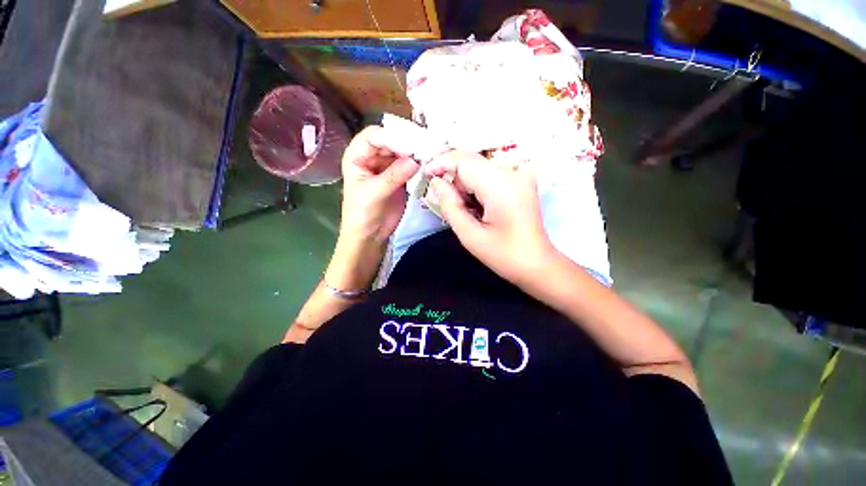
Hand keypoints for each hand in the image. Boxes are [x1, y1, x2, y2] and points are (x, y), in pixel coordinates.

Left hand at [339, 126, 418, 244]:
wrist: (370, 235)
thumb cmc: (362, 214)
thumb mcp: (374, 193)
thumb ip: (393, 175)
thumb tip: (416, 160)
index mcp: (357, 156)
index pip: (374, 135)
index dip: (392, 136)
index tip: (412, 144)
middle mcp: (372, 157)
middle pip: (391, 141)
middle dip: (407, 143)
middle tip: (426, 148)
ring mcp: (387, 166)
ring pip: (402, 152)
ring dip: (415, 153)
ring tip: (430, 155)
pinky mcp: (400, 176)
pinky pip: (410, 165)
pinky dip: (419, 164)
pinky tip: (428, 165)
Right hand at [425, 152, 556, 284]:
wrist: (536, 263)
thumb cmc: (503, 255)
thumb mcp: (469, 235)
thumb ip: (450, 205)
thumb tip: (437, 183)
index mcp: (501, 186)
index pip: (464, 161)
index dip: (442, 163)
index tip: (426, 175)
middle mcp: (513, 172)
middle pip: (472, 162)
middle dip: (455, 179)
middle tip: (451, 205)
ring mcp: (521, 174)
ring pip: (480, 168)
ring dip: (466, 184)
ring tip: (469, 211)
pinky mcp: (523, 179)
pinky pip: (491, 173)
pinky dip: (478, 186)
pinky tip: (480, 206)